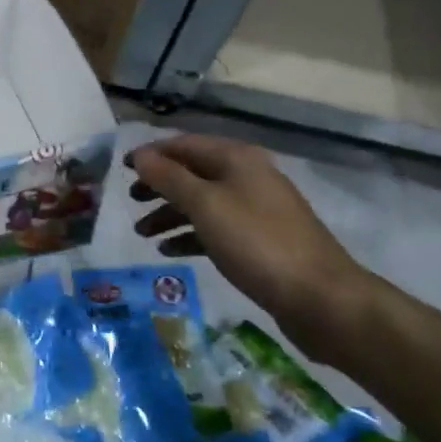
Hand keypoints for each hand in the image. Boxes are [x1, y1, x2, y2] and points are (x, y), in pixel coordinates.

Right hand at [128, 135, 363, 336]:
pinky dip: (190, 235)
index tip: (121, 168)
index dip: (152, 154)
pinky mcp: (258, 240)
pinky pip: (215, 229)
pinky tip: (169, 251)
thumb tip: (140, 155)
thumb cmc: (256, 242)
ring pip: (202, 203)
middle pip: (192, 173)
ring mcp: (255, 209)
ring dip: (170, 214)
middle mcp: (247, 177)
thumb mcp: (205, 205)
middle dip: (159, 185)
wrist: (319, 296)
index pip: (184, 145)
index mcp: (237, 159)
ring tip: (142, 233)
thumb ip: (169, 178)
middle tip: (130, 201)